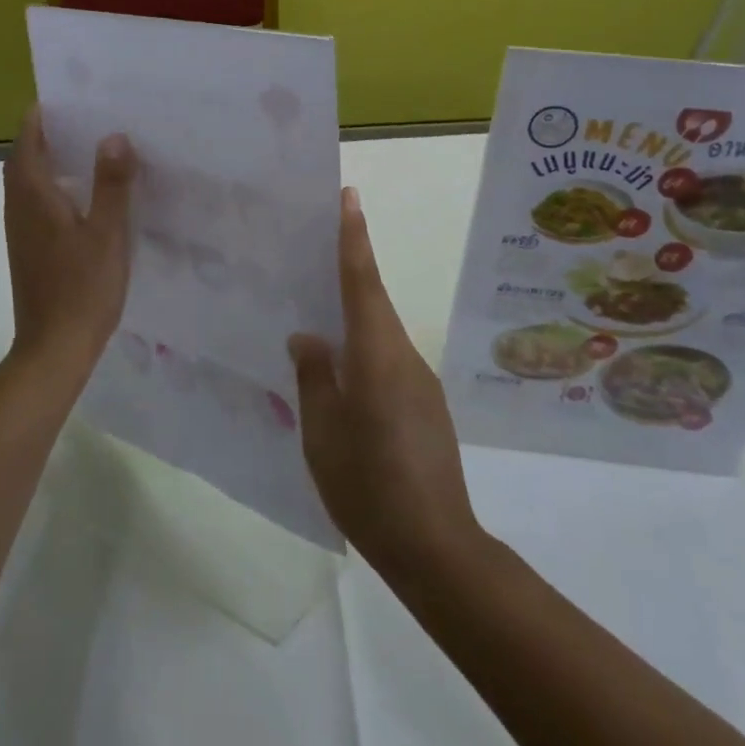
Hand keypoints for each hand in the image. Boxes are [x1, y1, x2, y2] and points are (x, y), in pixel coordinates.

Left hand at [3, 107, 136, 379]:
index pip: (26, 144)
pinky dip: (50, 186)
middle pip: (22, 161)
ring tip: (81, 147)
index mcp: (34, 197)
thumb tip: (114, 135)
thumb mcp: (107, 232)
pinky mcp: (29, 250)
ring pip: (26, 183)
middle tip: (76, 118)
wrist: (54, 348)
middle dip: (42, 136)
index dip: (37, 119)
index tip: (60, 98)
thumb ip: (111, 184)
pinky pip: (34, 204)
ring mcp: (21, 232)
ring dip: (44, 160)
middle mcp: (20, 209)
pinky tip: (80, 195)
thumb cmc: (82, 288)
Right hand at [289, 188, 481, 576]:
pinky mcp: (425, 405)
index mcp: (377, 354)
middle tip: (313, 247)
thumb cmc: (370, 486)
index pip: (362, 281)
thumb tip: (308, 337)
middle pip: (372, 300)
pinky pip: (387, 360)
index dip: (354, 236)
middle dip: (349, 268)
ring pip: (379, 332)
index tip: (349, 196)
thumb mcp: (323, 433)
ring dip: (353, 315)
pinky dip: (364, 351)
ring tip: (315, 317)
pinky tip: (342, 376)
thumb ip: (314, 377)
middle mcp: (403, 356)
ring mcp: (419, 381)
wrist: (437, 549)